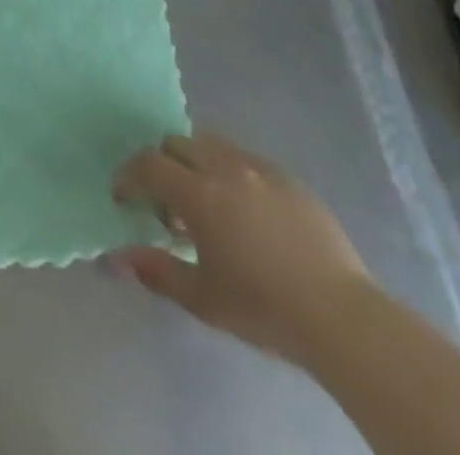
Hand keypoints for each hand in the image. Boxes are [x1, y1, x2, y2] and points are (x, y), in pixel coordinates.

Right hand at [112, 131, 373, 364]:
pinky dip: (229, 171)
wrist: (341, 316)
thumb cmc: (263, 307)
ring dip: (194, 162)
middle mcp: (225, 167)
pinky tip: (243, 210)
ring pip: (211, 143)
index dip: (128, 176)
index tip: (123, 197)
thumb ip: (157, 271)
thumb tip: (118, 257)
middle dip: (161, 165)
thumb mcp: (202, 298)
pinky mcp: (288, 177)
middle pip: (176, 143)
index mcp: (199, 194)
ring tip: (205, 202)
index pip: (148, 165)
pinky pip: (244, 158)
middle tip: (165, 204)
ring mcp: (259, 168)